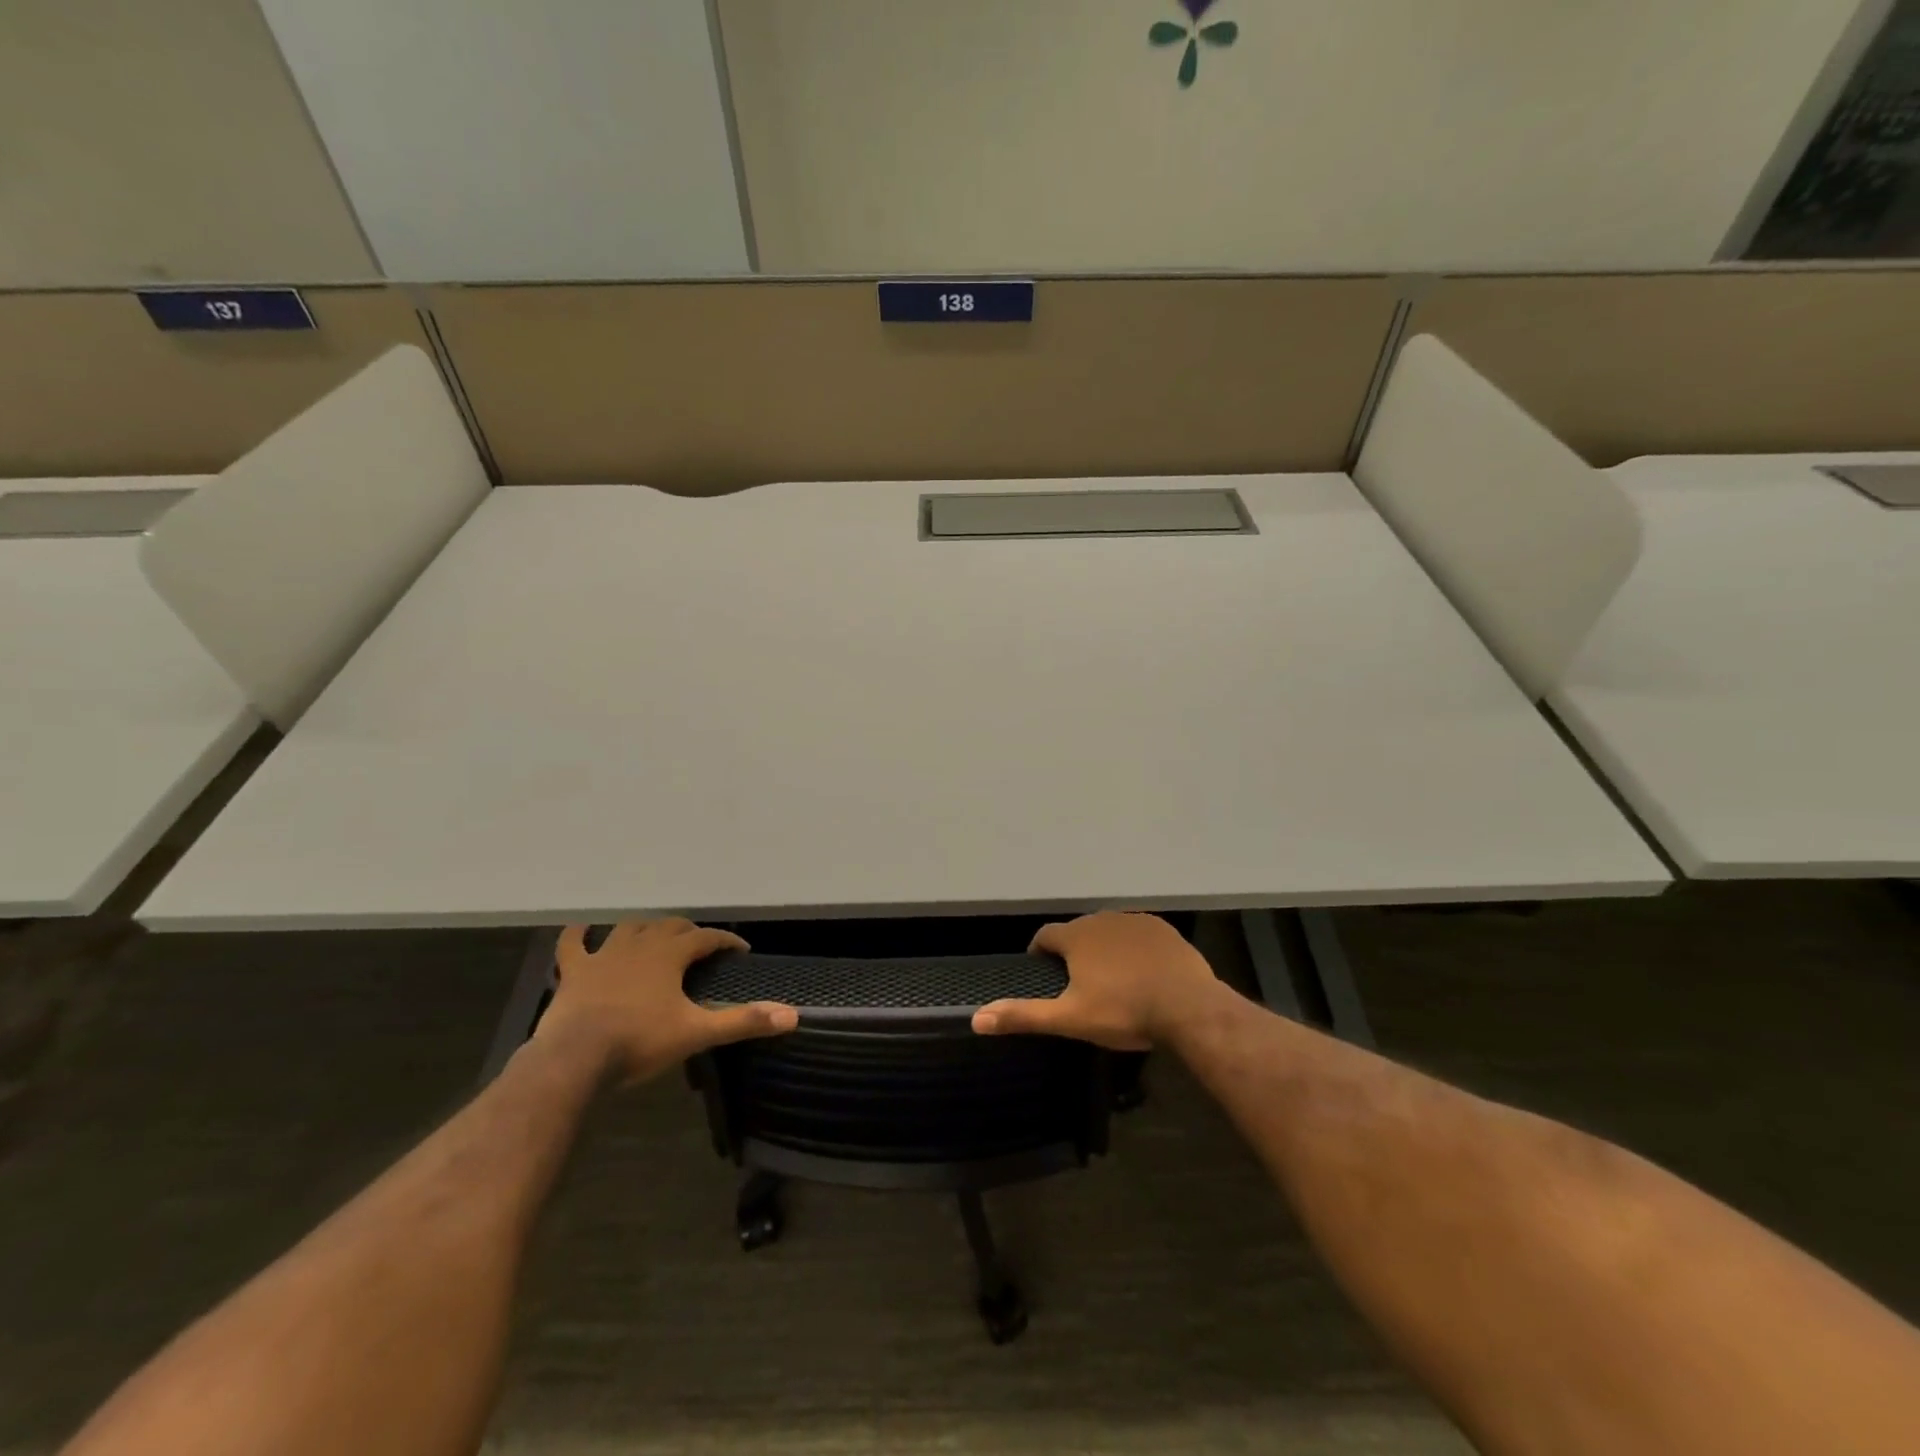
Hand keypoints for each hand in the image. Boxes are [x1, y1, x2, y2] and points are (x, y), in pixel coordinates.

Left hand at [534, 919, 797, 1083]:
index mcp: (670, 955)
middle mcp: (640, 945)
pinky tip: (582, 930)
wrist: (575, 1058)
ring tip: (654, 936)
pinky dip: (578, 935)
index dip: (726, 941)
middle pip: (670, 926)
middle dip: (689, 932)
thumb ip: (743, 1022)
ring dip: (645, 928)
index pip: (707, 938)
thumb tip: (792, 1016)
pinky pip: (573, 944)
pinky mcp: (574, 971)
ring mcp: (603, 955)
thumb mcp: (696, 1033)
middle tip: (700, 946)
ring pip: (629, 928)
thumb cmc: (639, 1042)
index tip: (741, 950)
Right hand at [972, 912, 1222, 1049]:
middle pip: (1078, 933)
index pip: (1045, 936)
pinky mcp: (1162, 929)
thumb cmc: (1123, 1012)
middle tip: (1079, 985)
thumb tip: (977, 1018)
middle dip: (1074, 953)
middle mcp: (1101, 919)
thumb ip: (1024, 1016)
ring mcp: (1135, 921)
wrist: (1188, 1007)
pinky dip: (1134, 949)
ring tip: (1112, 981)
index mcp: (1076, 937)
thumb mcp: (1070, 1019)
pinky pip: (1138, 935)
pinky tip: (1143, 973)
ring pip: (1108, 932)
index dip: (1040, 954)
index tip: (1043, 974)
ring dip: (1104, 950)